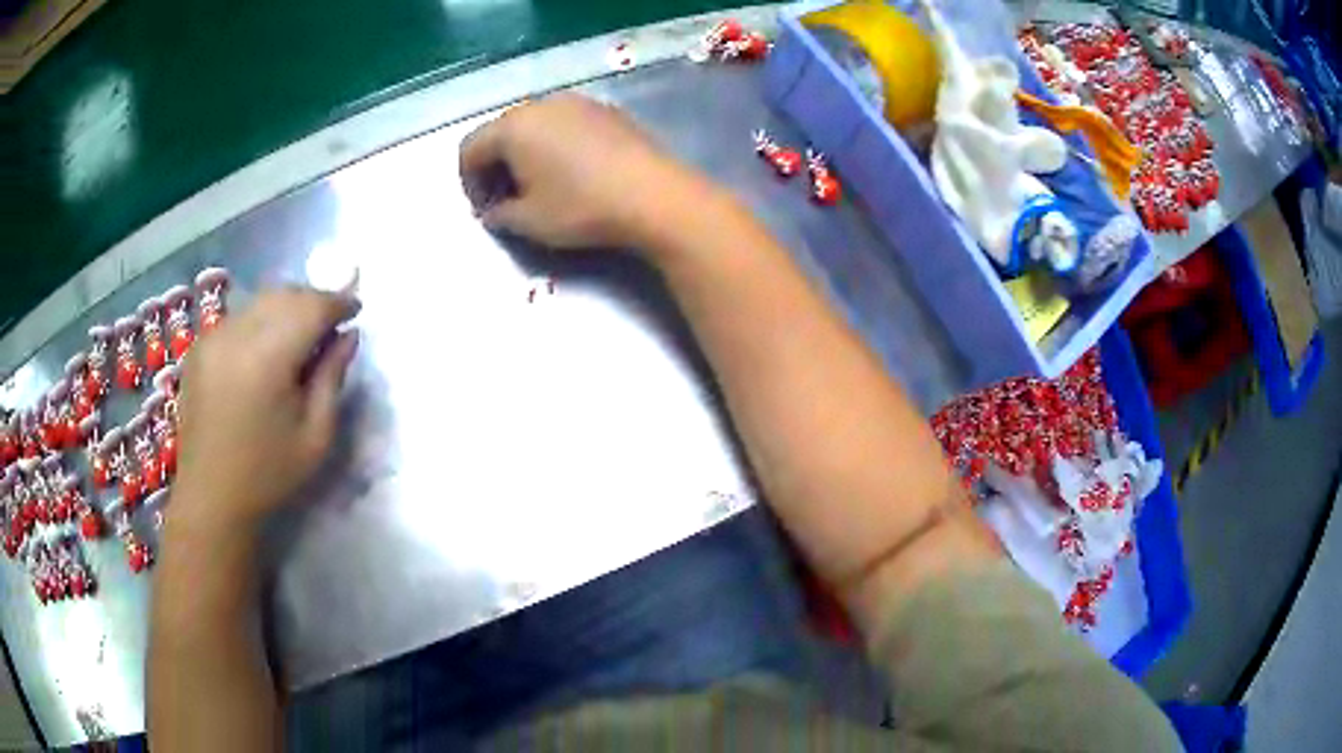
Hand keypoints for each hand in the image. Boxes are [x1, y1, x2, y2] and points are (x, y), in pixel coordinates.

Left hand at [173, 288, 359, 529]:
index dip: (338, 302)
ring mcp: (213, 337)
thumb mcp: (315, 436)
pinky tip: (266, 351)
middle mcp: (236, 335)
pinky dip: (261, 321)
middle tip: (331, 325)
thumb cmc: (268, 475)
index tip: (356, 311)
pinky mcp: (200, 346)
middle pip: (285, 294)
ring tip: (301, 337)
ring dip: (287, 308)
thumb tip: (349, 335)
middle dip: (313, 301)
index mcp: (266, 359)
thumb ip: (332, 378)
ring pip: (260, 301)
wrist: (211, 497)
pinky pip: (239, 317)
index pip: (310, 307)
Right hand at [459, 93, 711, 249]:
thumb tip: (494, 211)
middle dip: (497, 166)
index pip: (470, 148)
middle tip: (508, 200)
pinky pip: (566, 124)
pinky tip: (574, 172)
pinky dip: (556, 144)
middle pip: (502, 132)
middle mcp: (541, 104)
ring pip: (536, 125)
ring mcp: (578, 102)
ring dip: (526, 153)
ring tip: (541, 186)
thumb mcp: (529, 221)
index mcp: (513, 127)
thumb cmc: (581, 208)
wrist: (654, 195)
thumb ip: (499, 215)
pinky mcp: (607, 110)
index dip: (469, 182)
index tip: (486, 211)